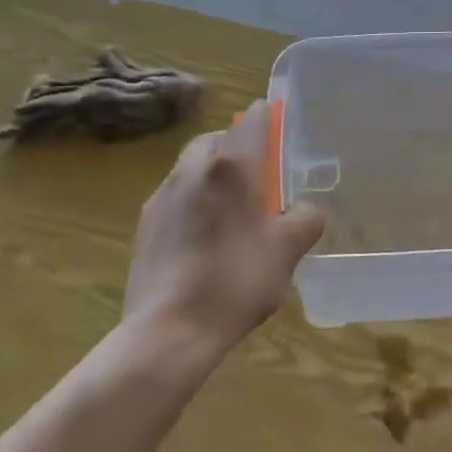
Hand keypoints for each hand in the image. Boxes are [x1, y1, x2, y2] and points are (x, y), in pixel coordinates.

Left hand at [122, 99, 325, 354]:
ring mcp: (163, 195)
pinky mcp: (145, 224)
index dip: (270, 118)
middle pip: (218, 138)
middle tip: (260, 176)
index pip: (253, 119)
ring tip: (232, 210)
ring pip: (193, 166)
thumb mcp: (288, 250)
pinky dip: (194, 201)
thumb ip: (306, 218)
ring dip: (214, 174)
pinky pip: (176, 195)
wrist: (168, 333)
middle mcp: (194, 169)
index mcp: (232, 166)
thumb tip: (305, 209)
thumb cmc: (236, 281)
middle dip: (238, 147)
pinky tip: (205, 238)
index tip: (282, 130)